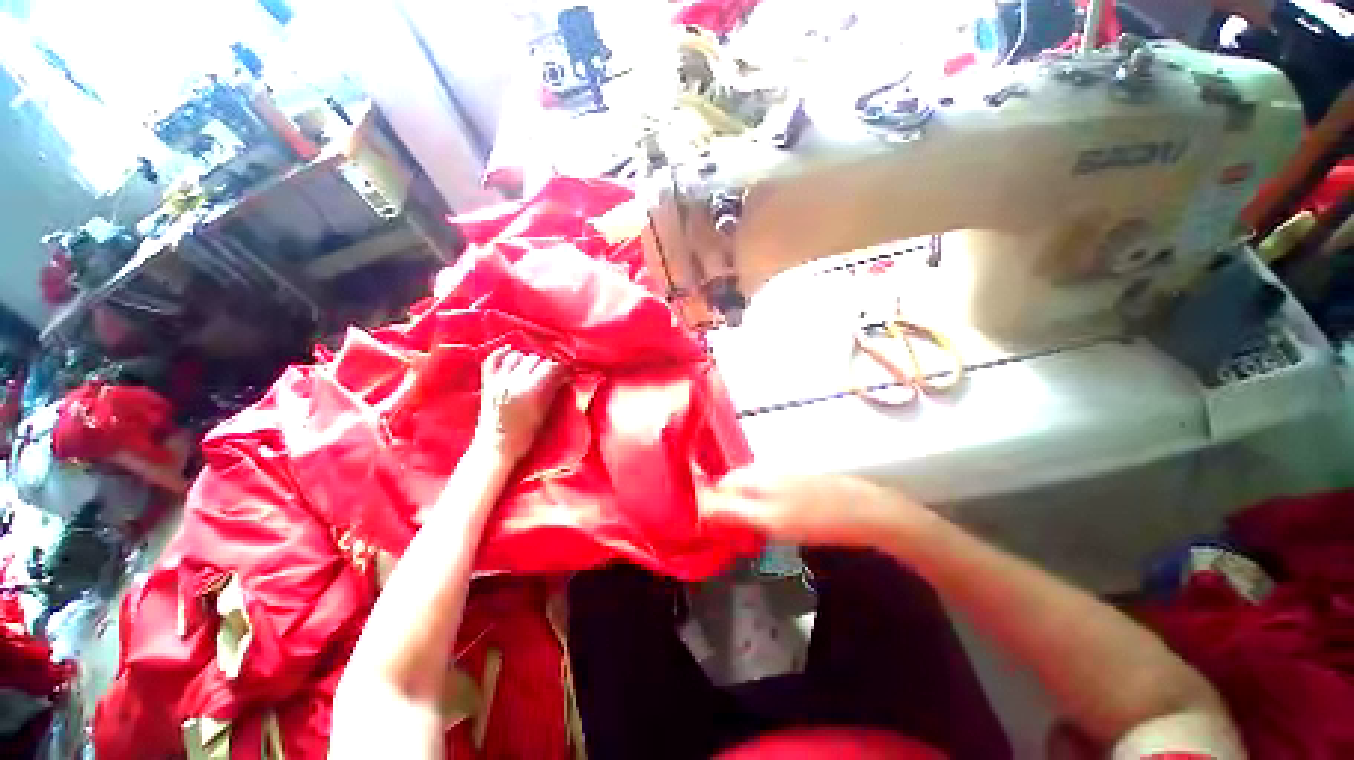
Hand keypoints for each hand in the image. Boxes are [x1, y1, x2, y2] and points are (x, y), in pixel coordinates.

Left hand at [474, 347, 566, 462]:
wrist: (496, 447)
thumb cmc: (525, 435)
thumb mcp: (544, 413)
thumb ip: (553, 390)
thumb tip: (565, 375)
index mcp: (530, 390)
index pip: (551, 367)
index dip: (562, 367)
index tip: (568, 370)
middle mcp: (513, 381)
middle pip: (535, 359)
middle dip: (546, 364)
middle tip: (552, 373)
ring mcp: (498, 380)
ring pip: (517, 357)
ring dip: (527, 360)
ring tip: (533, 369)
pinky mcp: (487, 382)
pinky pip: (493, 359)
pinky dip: (503, 354)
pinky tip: (512, 353)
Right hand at [701, 469, 928, 547]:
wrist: (864, 512)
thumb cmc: (814, 518)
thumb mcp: (769, 520)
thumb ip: (732, 513)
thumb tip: (699, 510)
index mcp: (753, 475)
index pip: (717, 486)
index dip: (708, 507)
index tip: (708, 531)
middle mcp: (763, 471)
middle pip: (732, 488)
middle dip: (725, 511)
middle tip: (728, 538)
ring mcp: (781, 476)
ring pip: (749, 493)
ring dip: (742, 512)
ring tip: (747, 537)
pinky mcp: (795, 485)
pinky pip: (766, 496)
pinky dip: (760, 512)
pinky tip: (770, 527)